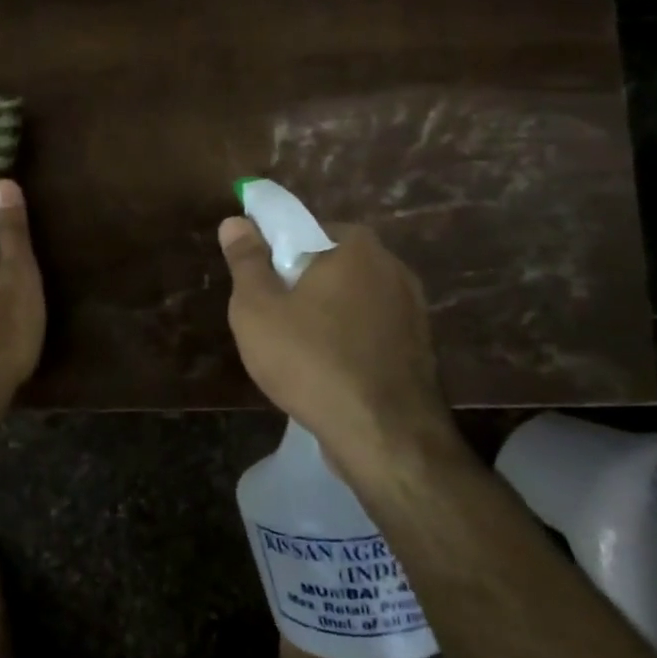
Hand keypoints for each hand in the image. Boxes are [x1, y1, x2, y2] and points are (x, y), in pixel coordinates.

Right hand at [218, 217, 456, 476]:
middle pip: (330, 263)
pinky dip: (348, 341)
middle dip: (300, 284)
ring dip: (325, 315)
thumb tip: (236, 221)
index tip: (258, 286)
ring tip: (298, 352)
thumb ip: (246, 260)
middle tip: (272, 320)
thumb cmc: (310, 360)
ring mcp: (413, 308)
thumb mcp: (257, 308)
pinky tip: (329, 371)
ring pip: (351, 299)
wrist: (384, 436)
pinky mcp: (420, 346)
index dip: (275, 253)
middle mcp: (392, 266)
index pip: (304, 229)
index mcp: (355, 245)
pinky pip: (370, 330)